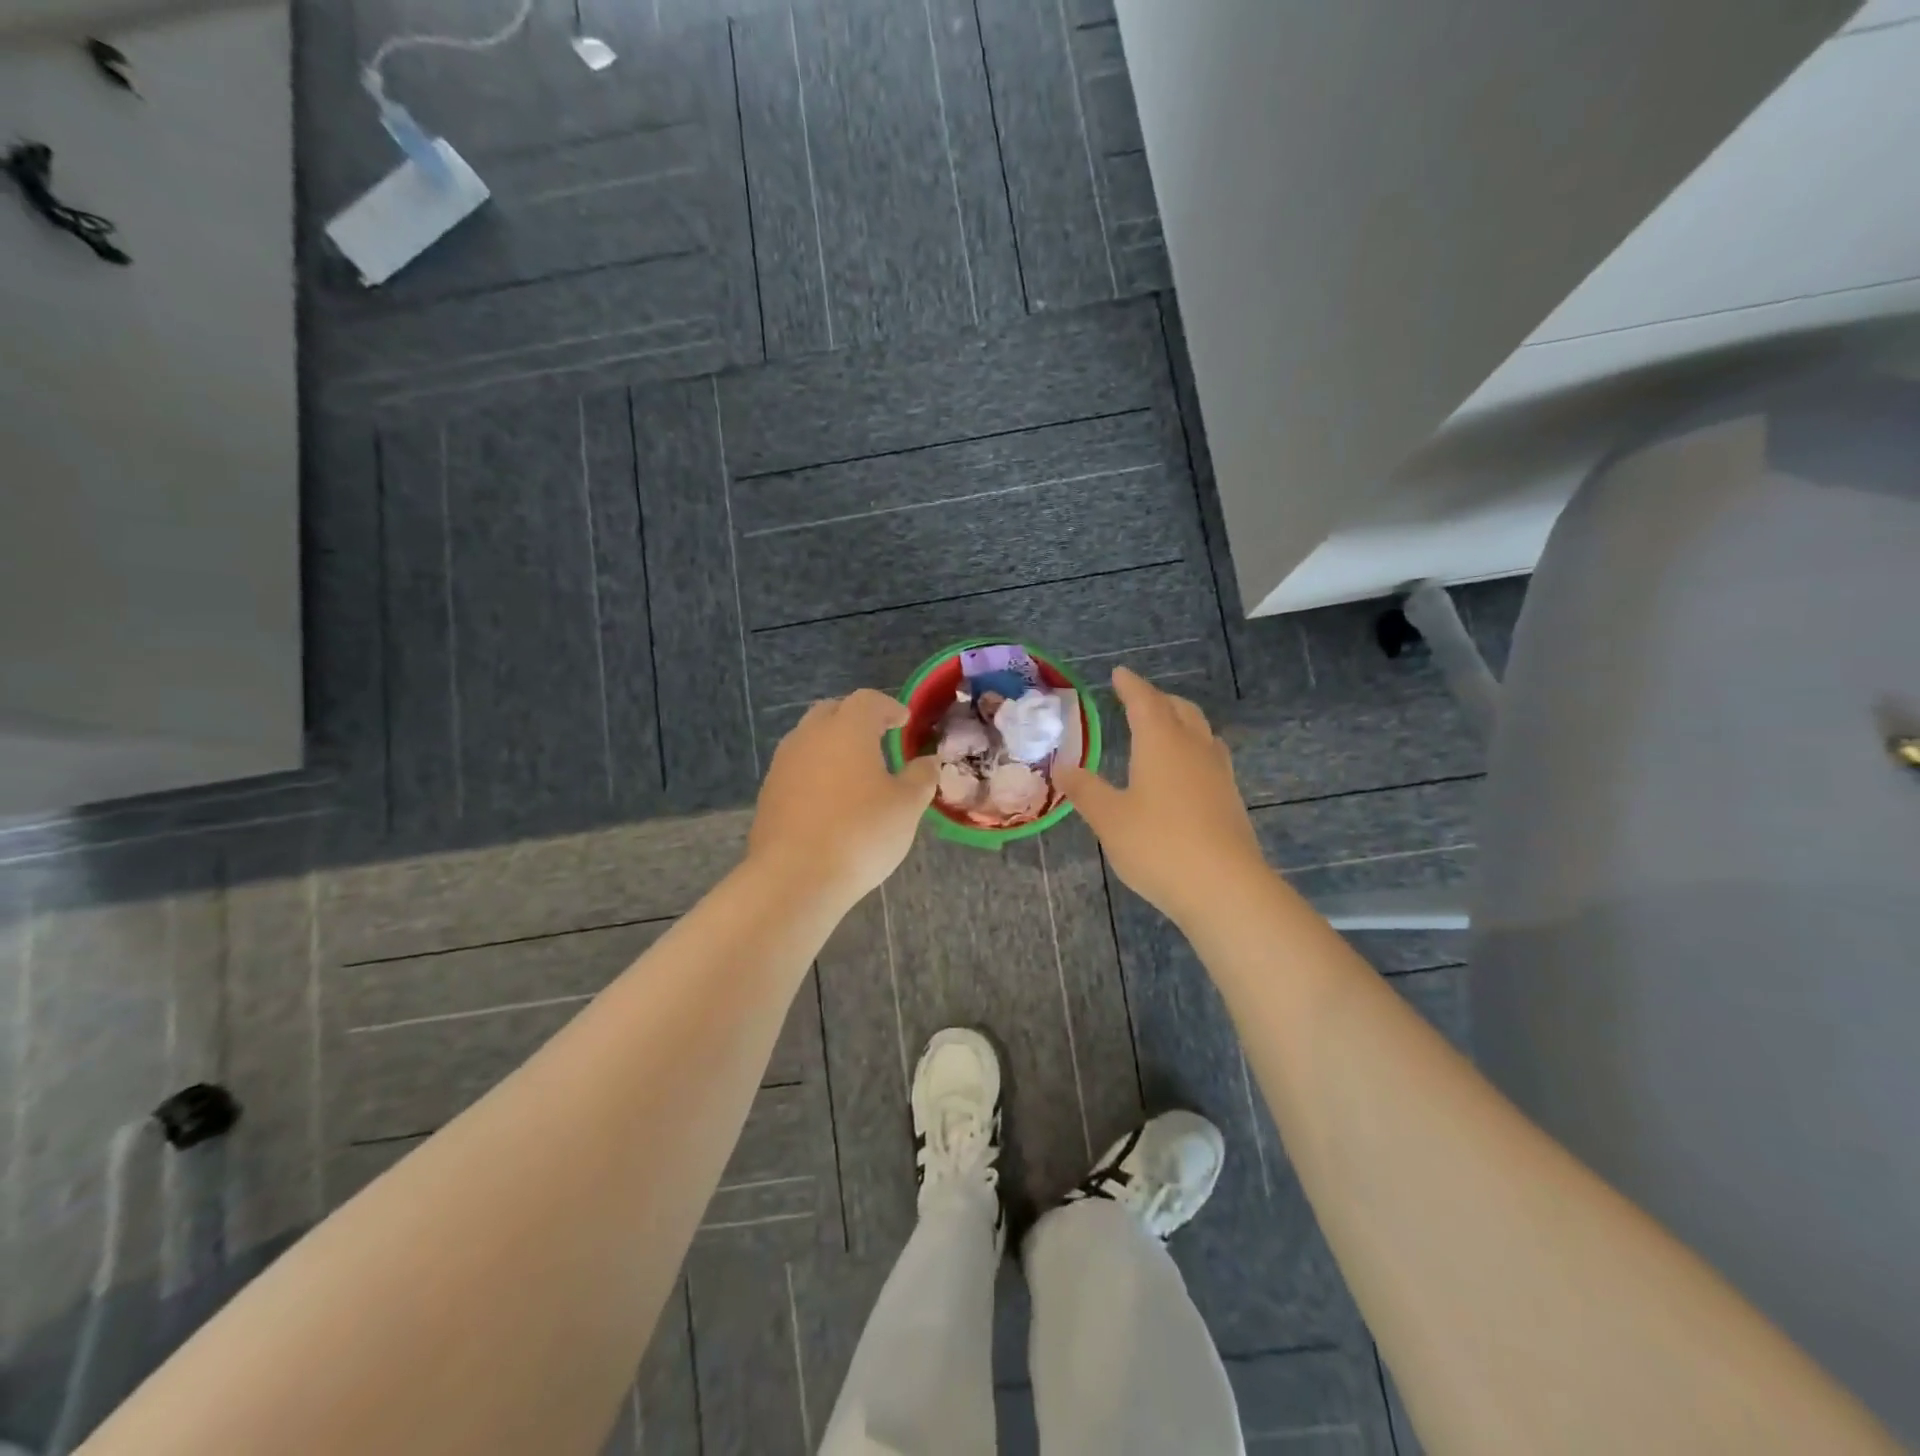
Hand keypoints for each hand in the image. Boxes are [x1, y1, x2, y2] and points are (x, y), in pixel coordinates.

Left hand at [749, 689, 938, 905]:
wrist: (795, 877)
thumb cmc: (861, 833)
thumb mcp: (907, 806)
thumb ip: (921, 777)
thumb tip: (928, 762)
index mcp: (847, 729)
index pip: (868, 700)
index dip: (889, 707)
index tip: (904, 721)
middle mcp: (810, 736)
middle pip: (832, 712)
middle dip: (856, 719)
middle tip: (878, 737)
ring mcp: (783, 764)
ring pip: (809, 739)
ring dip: (832, 745)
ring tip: (854, 770)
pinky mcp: (768, 793)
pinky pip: (796, 768)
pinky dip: (815, 772)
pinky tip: (830, 799)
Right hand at [1058, 667, 1266, 925]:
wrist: (1224, 888)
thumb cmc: (1158, 845)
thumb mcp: (1109, 818)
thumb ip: (1084, 790)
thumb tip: (1061, 767)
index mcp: (1161, 742)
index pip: (1145, 701)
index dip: (1131, 685)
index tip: (1119, 673)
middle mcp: (1193, 748)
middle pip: (1179, 709)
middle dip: (1158, 699)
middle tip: (1138, 699)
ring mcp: (1218, 773)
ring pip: (1200, 731)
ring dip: (1180, 720)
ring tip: (1163, 728)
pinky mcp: (1230, 799)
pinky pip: (1210, 756)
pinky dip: (1192, 748)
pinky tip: (1184, 771)